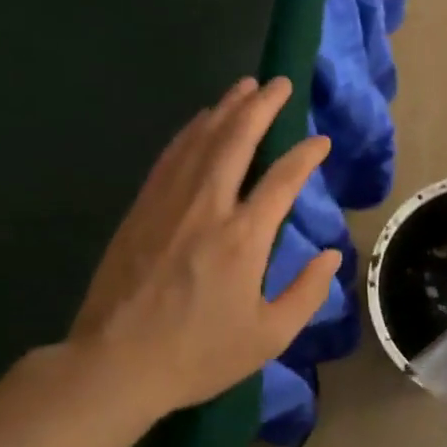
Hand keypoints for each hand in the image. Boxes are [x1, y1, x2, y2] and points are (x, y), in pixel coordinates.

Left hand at [68, 76, 340, 415]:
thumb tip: (331, 256)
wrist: (115, 364)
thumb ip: (306, 293)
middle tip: (280, 82)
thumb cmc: (198, 354)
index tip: (321, 141)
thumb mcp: (268, 337)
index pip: (282, 180)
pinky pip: (170, 157)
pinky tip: (201, 122)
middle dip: (261, 107)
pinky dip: (191, 133)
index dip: (305, 155)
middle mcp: (207, 208)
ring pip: (200, 141)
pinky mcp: (141, 210)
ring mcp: (169, 204)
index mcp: (243, 238)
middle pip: (236, 141)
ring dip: (225, 109)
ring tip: (245, 87)